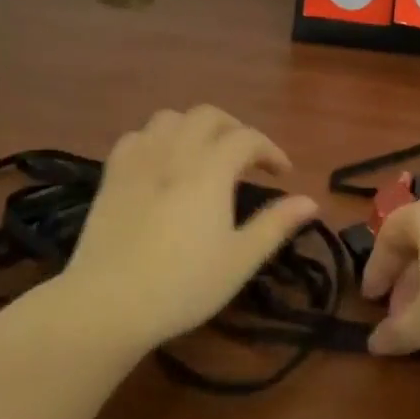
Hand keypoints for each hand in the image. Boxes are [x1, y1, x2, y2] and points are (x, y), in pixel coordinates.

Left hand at [63, 105, 319, 348]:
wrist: (108, 302)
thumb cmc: (182, 285)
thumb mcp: (239, 260)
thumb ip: (275, 225)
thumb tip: (311, 201)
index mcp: (211, 169)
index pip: (247, 139)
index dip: (270, 150)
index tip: (282, 173)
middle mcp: (176, 151)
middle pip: (208, 116)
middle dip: (234, 128)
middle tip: (246, 157)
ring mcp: (140, 159)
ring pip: (170, 118)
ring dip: (194, 127)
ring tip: (204, 152)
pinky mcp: (112, 174)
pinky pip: (137, 136)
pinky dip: (156, 138)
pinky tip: (161, 161)